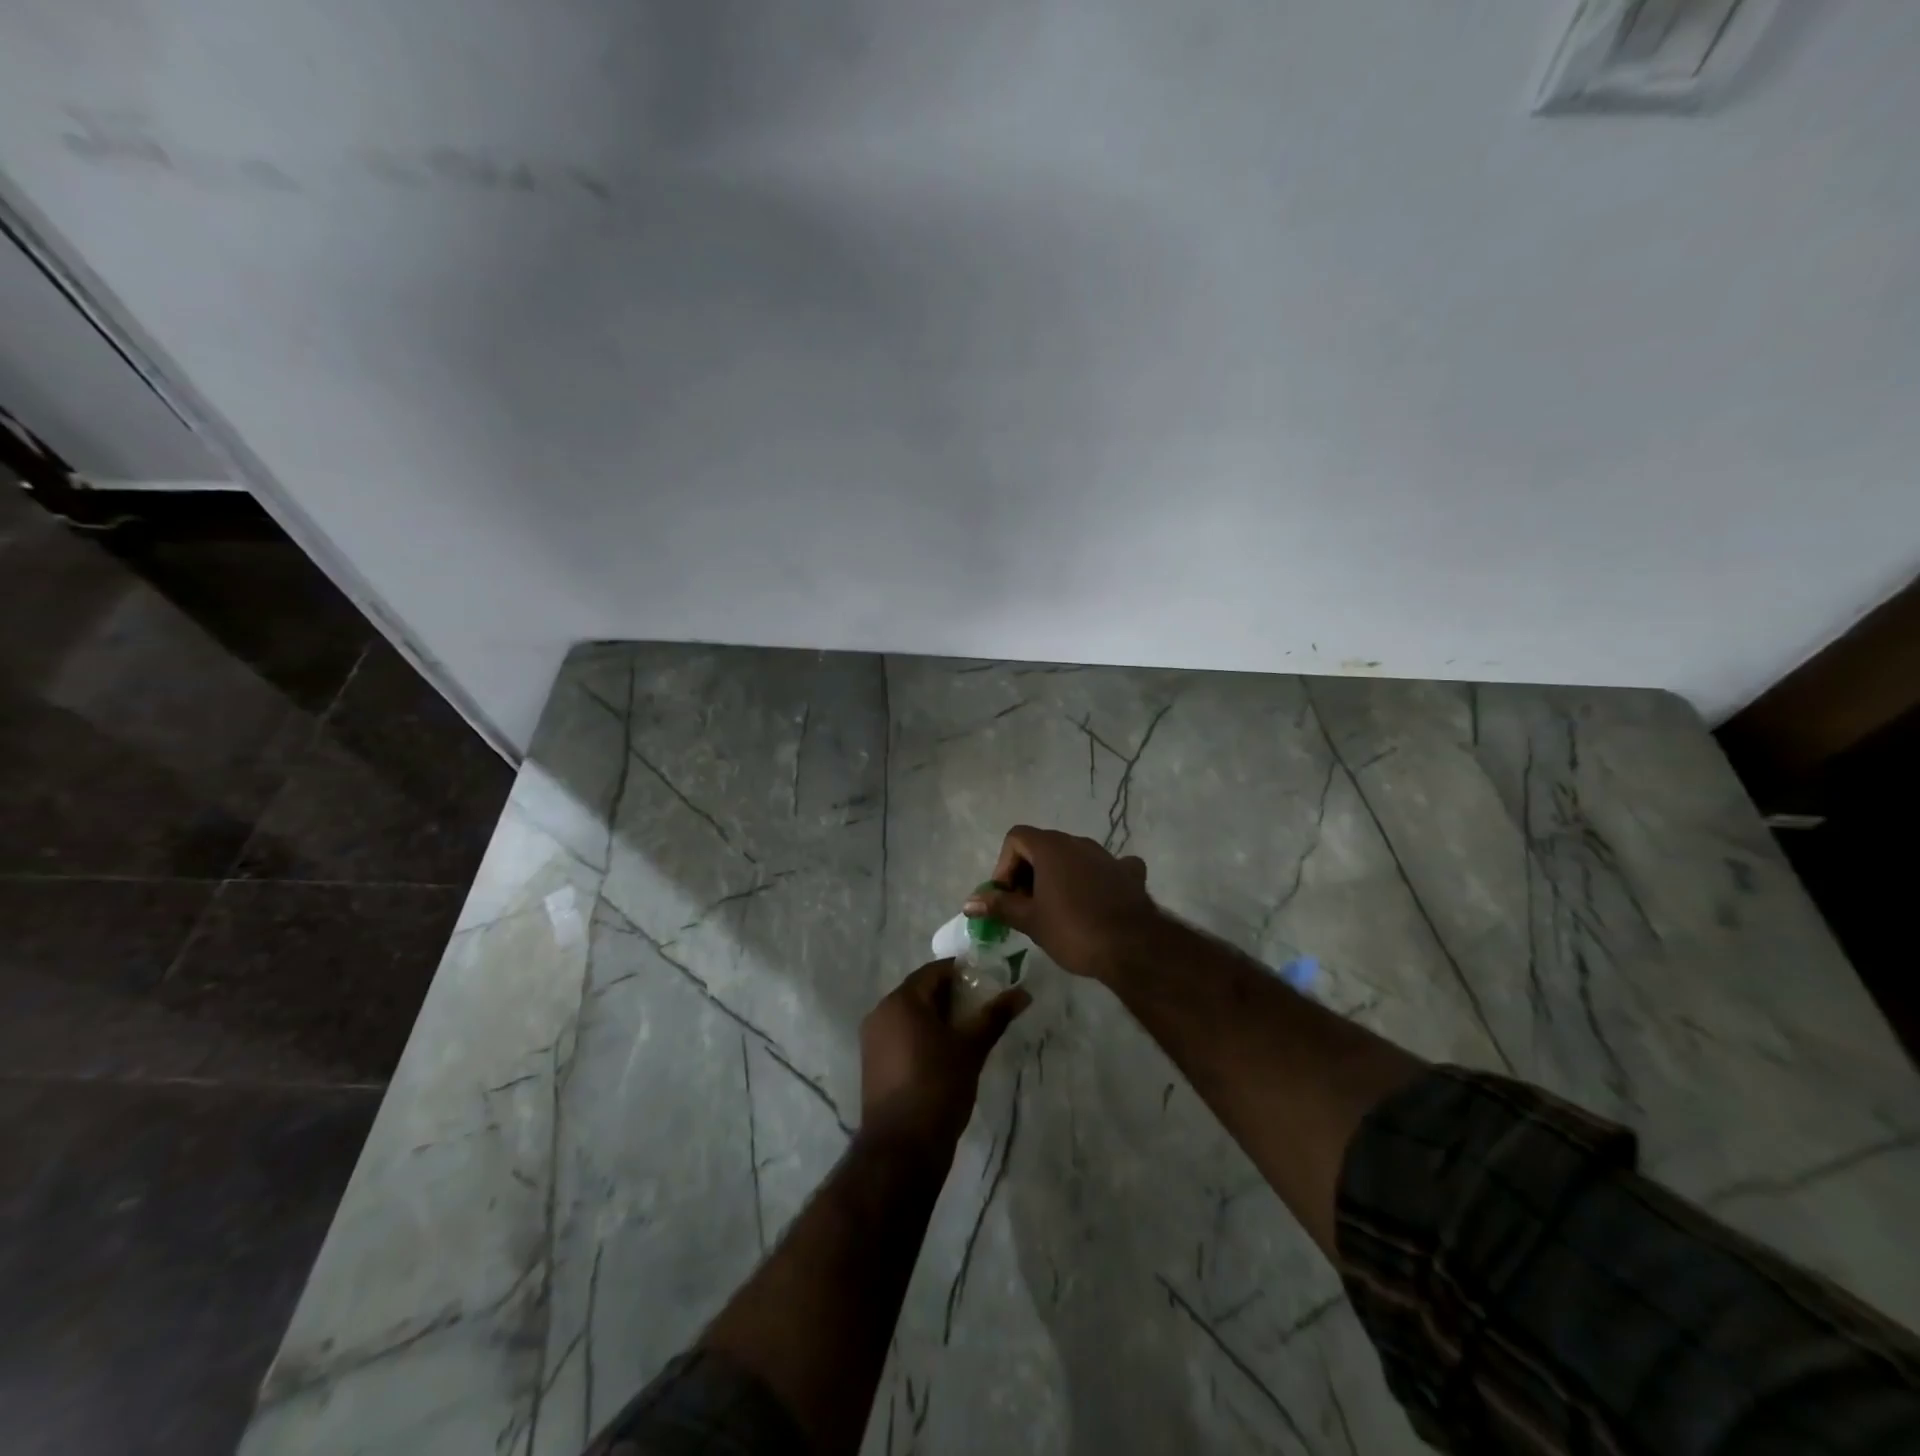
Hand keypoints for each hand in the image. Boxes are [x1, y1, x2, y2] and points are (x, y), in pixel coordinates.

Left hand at [860, 961, 1028, 1149]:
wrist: (902, 1148)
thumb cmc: (938, 1087)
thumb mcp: (971, 1049)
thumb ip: (995, 1016)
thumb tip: (1023, 992)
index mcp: (902, 1000)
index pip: (934, 971)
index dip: (962, 972)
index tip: (988, 982)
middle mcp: (881, 1012)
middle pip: (920, 991)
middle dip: (951, 996)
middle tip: (982, 1007)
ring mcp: (873, 1039)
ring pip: (911, 1015)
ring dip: (937, 1017)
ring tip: (968, 1031)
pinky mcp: (873, 1063)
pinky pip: (901, 1035)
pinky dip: (922, 1036)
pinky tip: (945, 1053)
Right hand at [965, 825, 1156, 981]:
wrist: (1132, 947)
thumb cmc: (1073, 930)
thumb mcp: (1030, 920)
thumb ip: (999, 906)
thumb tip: (968, 902)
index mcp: (1051, 847)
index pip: (1016, 838)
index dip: (1005, 864)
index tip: (1007, 895)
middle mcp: (1078, 842)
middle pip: (1043, 846)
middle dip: (1029, 872)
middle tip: (1026, 907)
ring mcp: (1107, 855)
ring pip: (1073, 857)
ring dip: (1059, 876)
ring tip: (1057, 910)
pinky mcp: (1129, 873)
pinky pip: (1106, 868)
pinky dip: (1096, 879)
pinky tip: (1097, 901)